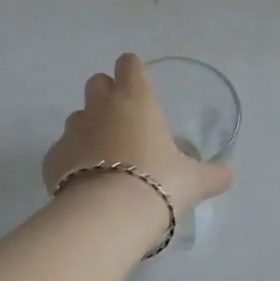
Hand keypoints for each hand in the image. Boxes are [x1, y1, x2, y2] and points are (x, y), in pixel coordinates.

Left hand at [43, 54, 234, 213]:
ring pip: (77, 117)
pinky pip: (62, 152)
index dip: (134, 71)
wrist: (108, 216)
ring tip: (105, 158)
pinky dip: (72, 162)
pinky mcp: (51, 159)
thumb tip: (228, 175)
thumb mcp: (195, 181)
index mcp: (135, 100)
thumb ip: (213, 174)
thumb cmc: (159, 183)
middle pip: (97, 82)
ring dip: (89, 129)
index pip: (129, 64)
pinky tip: (85, 184)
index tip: (141, 85)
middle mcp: (100, 108)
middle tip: (123, 121)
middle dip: (107, 94)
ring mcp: (72, 132)